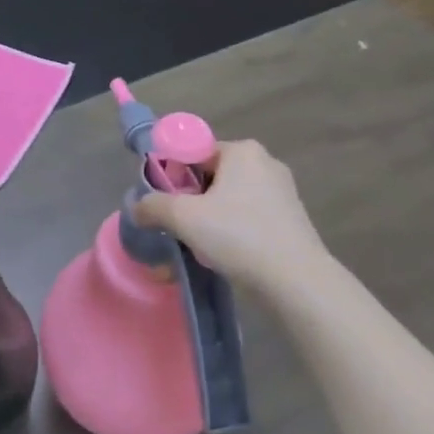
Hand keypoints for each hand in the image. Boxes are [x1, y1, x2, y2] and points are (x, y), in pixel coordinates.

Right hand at [132, 140, 329, 301]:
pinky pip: (247, 218)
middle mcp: (265, 163)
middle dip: (188, 202)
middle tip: (174, 228)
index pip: (193, 152)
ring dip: (206, 221)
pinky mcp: (289, 220)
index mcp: (242, 151)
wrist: (296, 282)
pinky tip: (220, 256)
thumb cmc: (238, 236)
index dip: (171, 176)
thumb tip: (137, 207)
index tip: (162, 204)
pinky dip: (229, 232)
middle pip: (209, 177)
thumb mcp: (184, 217)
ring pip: (227, 201)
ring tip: (194, 248)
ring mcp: (281, 193)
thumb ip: (153, 206)